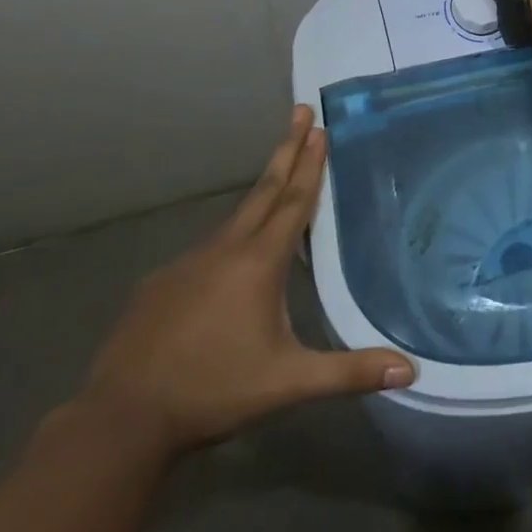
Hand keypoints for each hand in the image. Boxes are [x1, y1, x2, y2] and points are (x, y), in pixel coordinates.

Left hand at [79, 107, 413, 459]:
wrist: (120, 419)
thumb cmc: (213, 390)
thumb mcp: (288, 382)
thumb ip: (348, 372)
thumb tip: (410, 370)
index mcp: (259, 262)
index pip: (294, 201)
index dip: (311, 163)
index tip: (319, 127)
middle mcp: (225, 249)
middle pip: (265, 190)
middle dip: (287, 149)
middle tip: (301, 111)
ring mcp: (188, 262)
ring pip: (235, 217)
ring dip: (262, 190)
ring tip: (279, 174)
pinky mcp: (161, 282)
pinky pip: (207, 248)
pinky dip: (230, 236)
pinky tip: (230, 255)